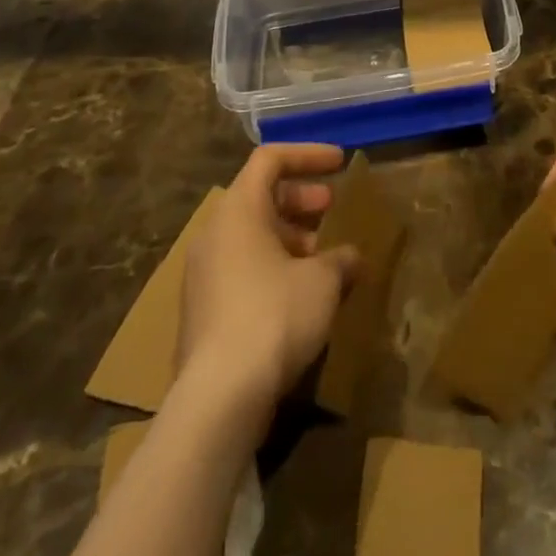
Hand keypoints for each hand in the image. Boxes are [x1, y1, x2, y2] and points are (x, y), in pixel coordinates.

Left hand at [177, 143, 360, 413]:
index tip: (341, 163)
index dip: (308, 154)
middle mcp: (215, 233)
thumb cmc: (274, 316)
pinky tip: (303, 297)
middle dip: (301, 199)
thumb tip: (351, 257)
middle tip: (332, 209)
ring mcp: (204, 275)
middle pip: (260, 197)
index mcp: (239, 210)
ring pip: (252, 237)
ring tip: (325, 259)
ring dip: (291, 238)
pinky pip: (243, 270)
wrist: (218, 400)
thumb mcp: (322, 281)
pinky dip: (274, 268)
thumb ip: (340, 259)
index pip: (271, 159)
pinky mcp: (203, 313)